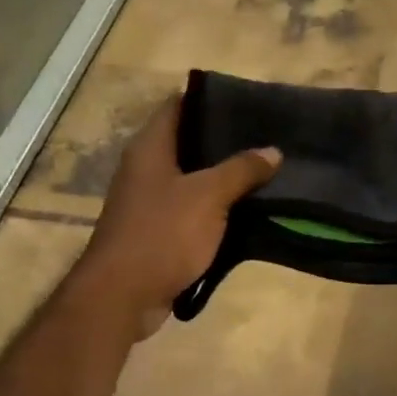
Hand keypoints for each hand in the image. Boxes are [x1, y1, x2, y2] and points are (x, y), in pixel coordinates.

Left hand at [79, 97, 278, 339]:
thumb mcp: (209, 196)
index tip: (248, 101)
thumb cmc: (162, 234)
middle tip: (266, 136)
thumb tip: (273, 151)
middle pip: (188, 142)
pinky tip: (248, 210)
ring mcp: (150, 202)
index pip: (178, 106)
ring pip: (194, 179)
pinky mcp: (159, 231)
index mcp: (150, 149)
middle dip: (226, 140)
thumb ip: (242, 170)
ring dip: (224, 177)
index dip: (210, 100)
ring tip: (266, 169)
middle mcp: (146, 169)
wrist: (123, 295)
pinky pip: (194, 210)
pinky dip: (218, 208)